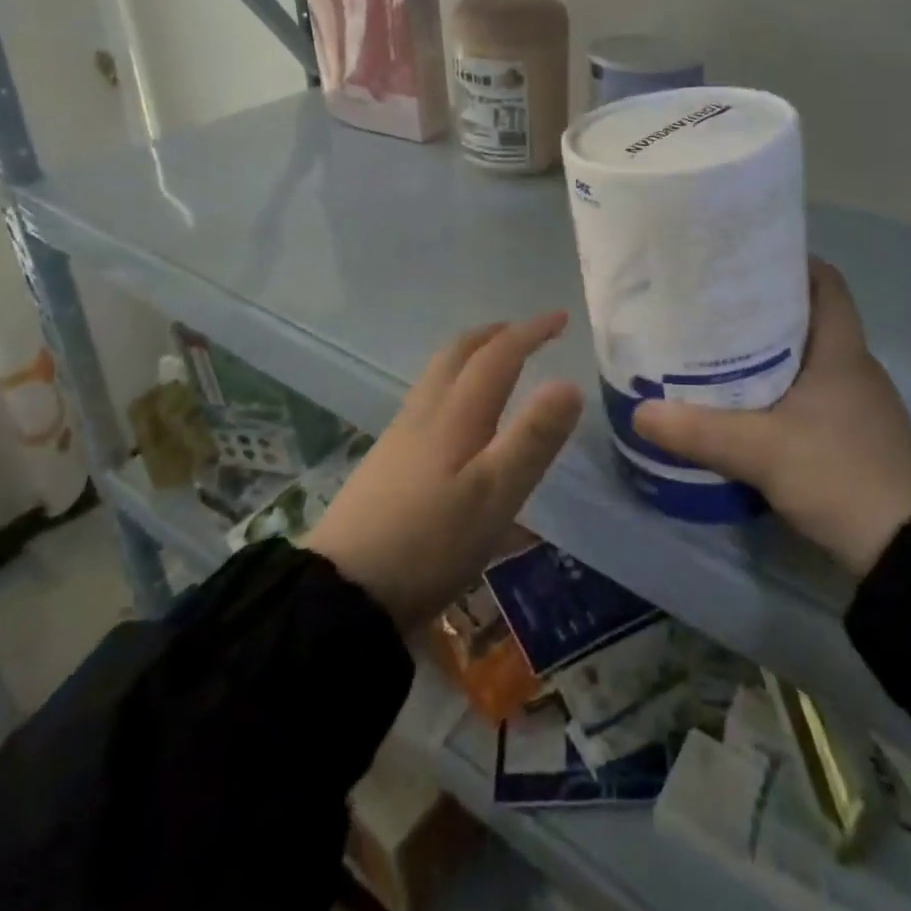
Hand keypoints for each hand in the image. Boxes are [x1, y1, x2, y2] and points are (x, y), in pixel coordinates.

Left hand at [307, 313, 583, 631]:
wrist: (342, 592)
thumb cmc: (429, 542)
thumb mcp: (495, 495)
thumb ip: (533, 439)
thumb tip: (569, 384)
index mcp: (456, 414)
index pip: (498, 355)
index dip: (530, 332)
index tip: (561, 318)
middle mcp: (426, 412)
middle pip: (459, 353)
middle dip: (496, 334)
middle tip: (526, 332)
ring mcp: (401, 436)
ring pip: (439, 375)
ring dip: (472, 356)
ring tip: (497, 364)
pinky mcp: (387, 461)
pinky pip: (428, 399)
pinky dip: (454, 383)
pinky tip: (459, 417)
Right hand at [634, 261, 910, 576]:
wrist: (907, 551)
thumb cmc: (841, 474)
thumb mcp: (763, 450)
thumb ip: (700, 430)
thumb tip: (639, 412)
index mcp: (841, 349)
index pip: (825, 282)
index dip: (789, 263)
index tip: (742, 262)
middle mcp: (851, 365)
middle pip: (806, 316)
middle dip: (760, 306)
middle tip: (709, 304)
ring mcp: (853, 402)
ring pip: (803, 356)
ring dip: (765, 349)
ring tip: (713, 347)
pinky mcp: (847, 434)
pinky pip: (805, 391)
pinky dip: (774, 386)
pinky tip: (740, 402)